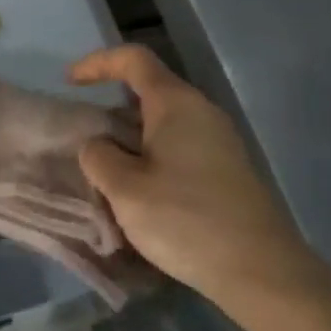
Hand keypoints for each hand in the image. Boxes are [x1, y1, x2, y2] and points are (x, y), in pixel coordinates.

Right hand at [69, 45, 322, 313]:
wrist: (261, 271)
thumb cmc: (186, 220)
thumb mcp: (125, 189)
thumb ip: (99, 157)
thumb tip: (99, 146)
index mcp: (175, 103)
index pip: (134, 60)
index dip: (98, 63)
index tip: (69, 83)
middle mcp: (201, 112)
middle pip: (149, 92)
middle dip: (111, 111)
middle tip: (83, 140)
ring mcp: (219, 141)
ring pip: (163, 124)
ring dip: (130, 140)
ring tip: (105, 172)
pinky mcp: (227, 170)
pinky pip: (179, 148)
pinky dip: (151, 158)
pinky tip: (139, 193)